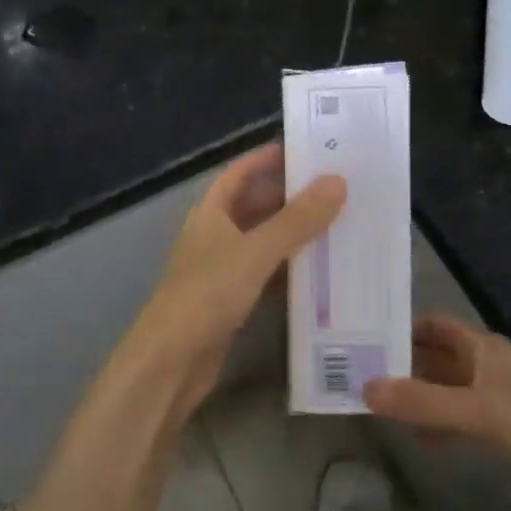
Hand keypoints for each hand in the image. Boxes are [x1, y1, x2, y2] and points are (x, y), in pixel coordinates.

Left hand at [118, 143, 344, 418]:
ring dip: (294, 233)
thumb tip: (337, 181)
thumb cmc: (208, 293)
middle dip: (290, 196)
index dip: (267, 159)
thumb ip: (297, 219)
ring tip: (338, 222)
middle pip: (255, 206)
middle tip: (336, 188)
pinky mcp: (232, 300)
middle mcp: (215, 235)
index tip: (305, 150)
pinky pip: (267, 274)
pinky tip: (321, 269)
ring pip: (264, 241)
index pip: (240, 173)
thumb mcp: (256, 251)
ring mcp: (222, 269)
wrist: (171, 361)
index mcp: (211, 212)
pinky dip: (290, 269)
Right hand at [366, 315, 510, 510]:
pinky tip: (422, 441)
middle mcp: (487, 366)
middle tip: (358, 374)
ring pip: (447, 389)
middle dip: (402, 365)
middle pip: (436, 357)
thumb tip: (365, 387)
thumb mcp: (480, 413)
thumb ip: (424, 403)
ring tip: (379, 408)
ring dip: (418, 397)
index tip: (363, 334)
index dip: (401, 326)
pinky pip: (462, 418)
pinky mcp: (508, 428)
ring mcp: (497, 398)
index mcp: (483, 348)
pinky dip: (440, 424)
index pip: (433, 326)